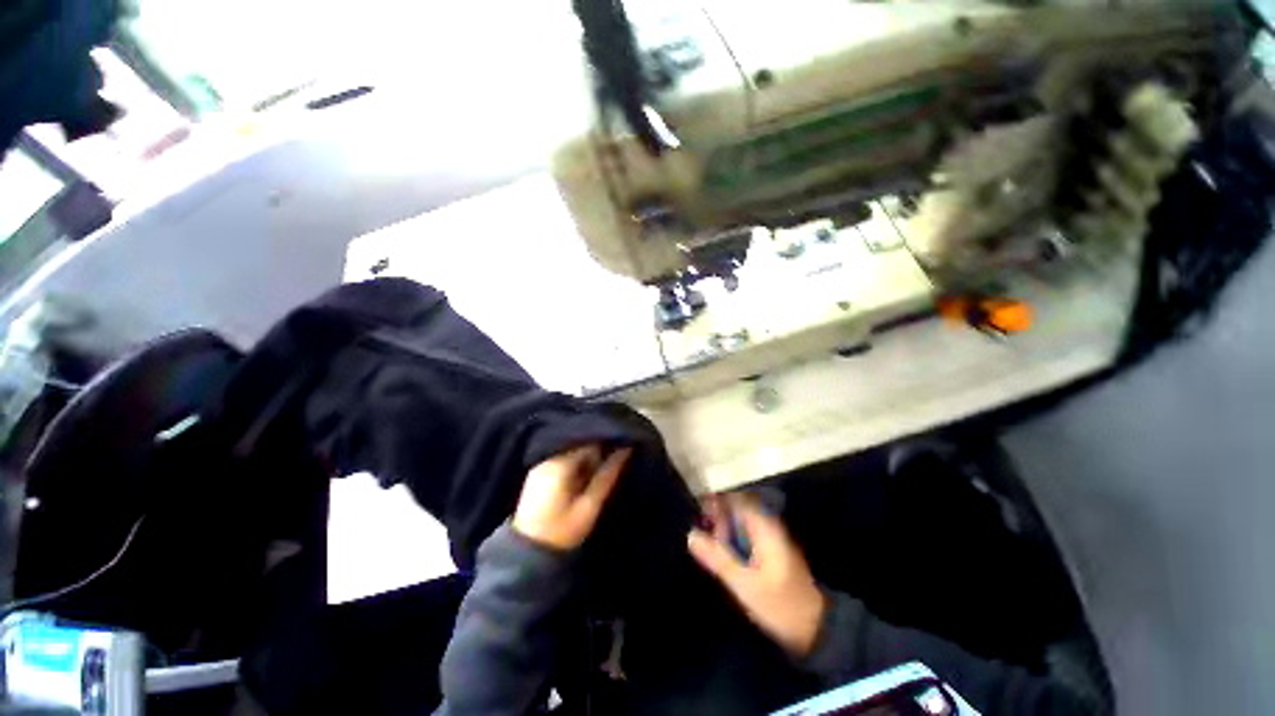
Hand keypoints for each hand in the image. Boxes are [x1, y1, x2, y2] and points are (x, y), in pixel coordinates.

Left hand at [513, 445, 630, 550]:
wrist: (527, 552)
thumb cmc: (563, 531)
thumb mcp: (590, 505)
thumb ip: (608, 474)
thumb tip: (626, 449)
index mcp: (561, 462)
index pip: (589, 439)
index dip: (608, 440)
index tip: (623, 446)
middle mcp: (548, 457)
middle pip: (580, 441)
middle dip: (598, 448)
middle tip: (614, 460)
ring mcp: (541, 463)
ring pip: (572, 448)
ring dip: (588, 456)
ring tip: (600, 469)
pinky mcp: (539, 471)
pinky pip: (563, 457)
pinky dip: (576, 462)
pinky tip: (584, 475)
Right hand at [688, 495, 826, 656]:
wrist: (815, 629)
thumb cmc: (779, 604)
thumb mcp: (744, 584)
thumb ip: (717, 557)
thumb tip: (691, 535)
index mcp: (765, 528)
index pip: (737, 499)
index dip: (717, 500)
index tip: (698, 508)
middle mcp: (769, 527)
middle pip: (739, 509)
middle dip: (719, 515)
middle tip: (701, 530)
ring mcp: (772, 540)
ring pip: (742, 523)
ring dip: (725, 528)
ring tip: (708, 543)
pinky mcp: (771, 553)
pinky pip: (747, 536)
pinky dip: (733, 539)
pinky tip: (722, 553)